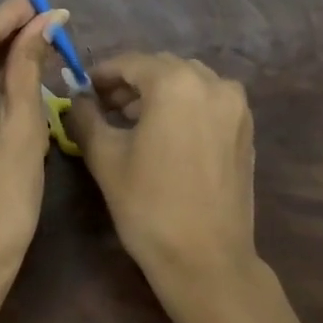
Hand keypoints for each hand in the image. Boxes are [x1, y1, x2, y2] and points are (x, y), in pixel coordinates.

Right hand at [65, 53, 256, 282]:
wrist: (207, 260)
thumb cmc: (149, 205)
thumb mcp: (106, 157)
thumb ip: (86, 117)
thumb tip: (76, 98)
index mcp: (176, 83)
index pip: (131, 62)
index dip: (103, 73)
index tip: (82, 88)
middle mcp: (212, 82)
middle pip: (161, 68)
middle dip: (131, 81)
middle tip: (103, 104)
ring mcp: (235, 105)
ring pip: (188, 81)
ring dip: (158, 92)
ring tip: (131, 119)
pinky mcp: (246, 128)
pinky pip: (208, 101)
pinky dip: (184, 105)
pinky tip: (165, 132)